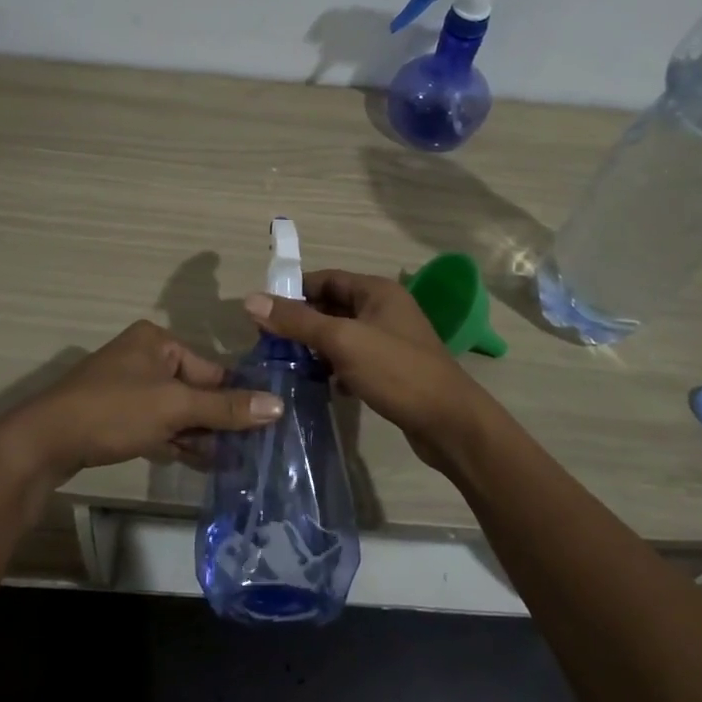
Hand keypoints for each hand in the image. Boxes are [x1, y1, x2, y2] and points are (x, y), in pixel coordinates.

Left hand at [0, 320, 282, 485]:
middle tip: (251, 450)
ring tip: (234, 462)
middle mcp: (143, 356)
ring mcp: (127, 386)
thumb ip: (225, 408)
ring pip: (176, 410)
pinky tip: (202, 462)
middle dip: (218, 420)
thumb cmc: (113, 411)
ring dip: (200, 435)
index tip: (264, 427)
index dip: (235, 398)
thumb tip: (278, 405)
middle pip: (194, 390)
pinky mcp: (116, 415)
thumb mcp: (174, 407)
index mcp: (157, 341)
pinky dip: (176, 440)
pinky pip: (157, 424)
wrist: (43, 442)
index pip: (211, 369)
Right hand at [243, 269, 495, 471]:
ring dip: (315, 346)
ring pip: (341, 335)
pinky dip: (334, 368)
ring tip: (284, 363)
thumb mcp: (343, 341)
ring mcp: (389, 340)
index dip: (293, 291)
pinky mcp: (391, 369)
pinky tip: (317, 385)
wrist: (450, 423)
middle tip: (267, 342)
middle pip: (332, 306)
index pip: (326, 278)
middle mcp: (384, 309)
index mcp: (377, 291)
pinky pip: (353, 360)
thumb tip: (251, 299)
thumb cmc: (397, 372)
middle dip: (301, 321)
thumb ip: (298, 321)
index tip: (262, 311)